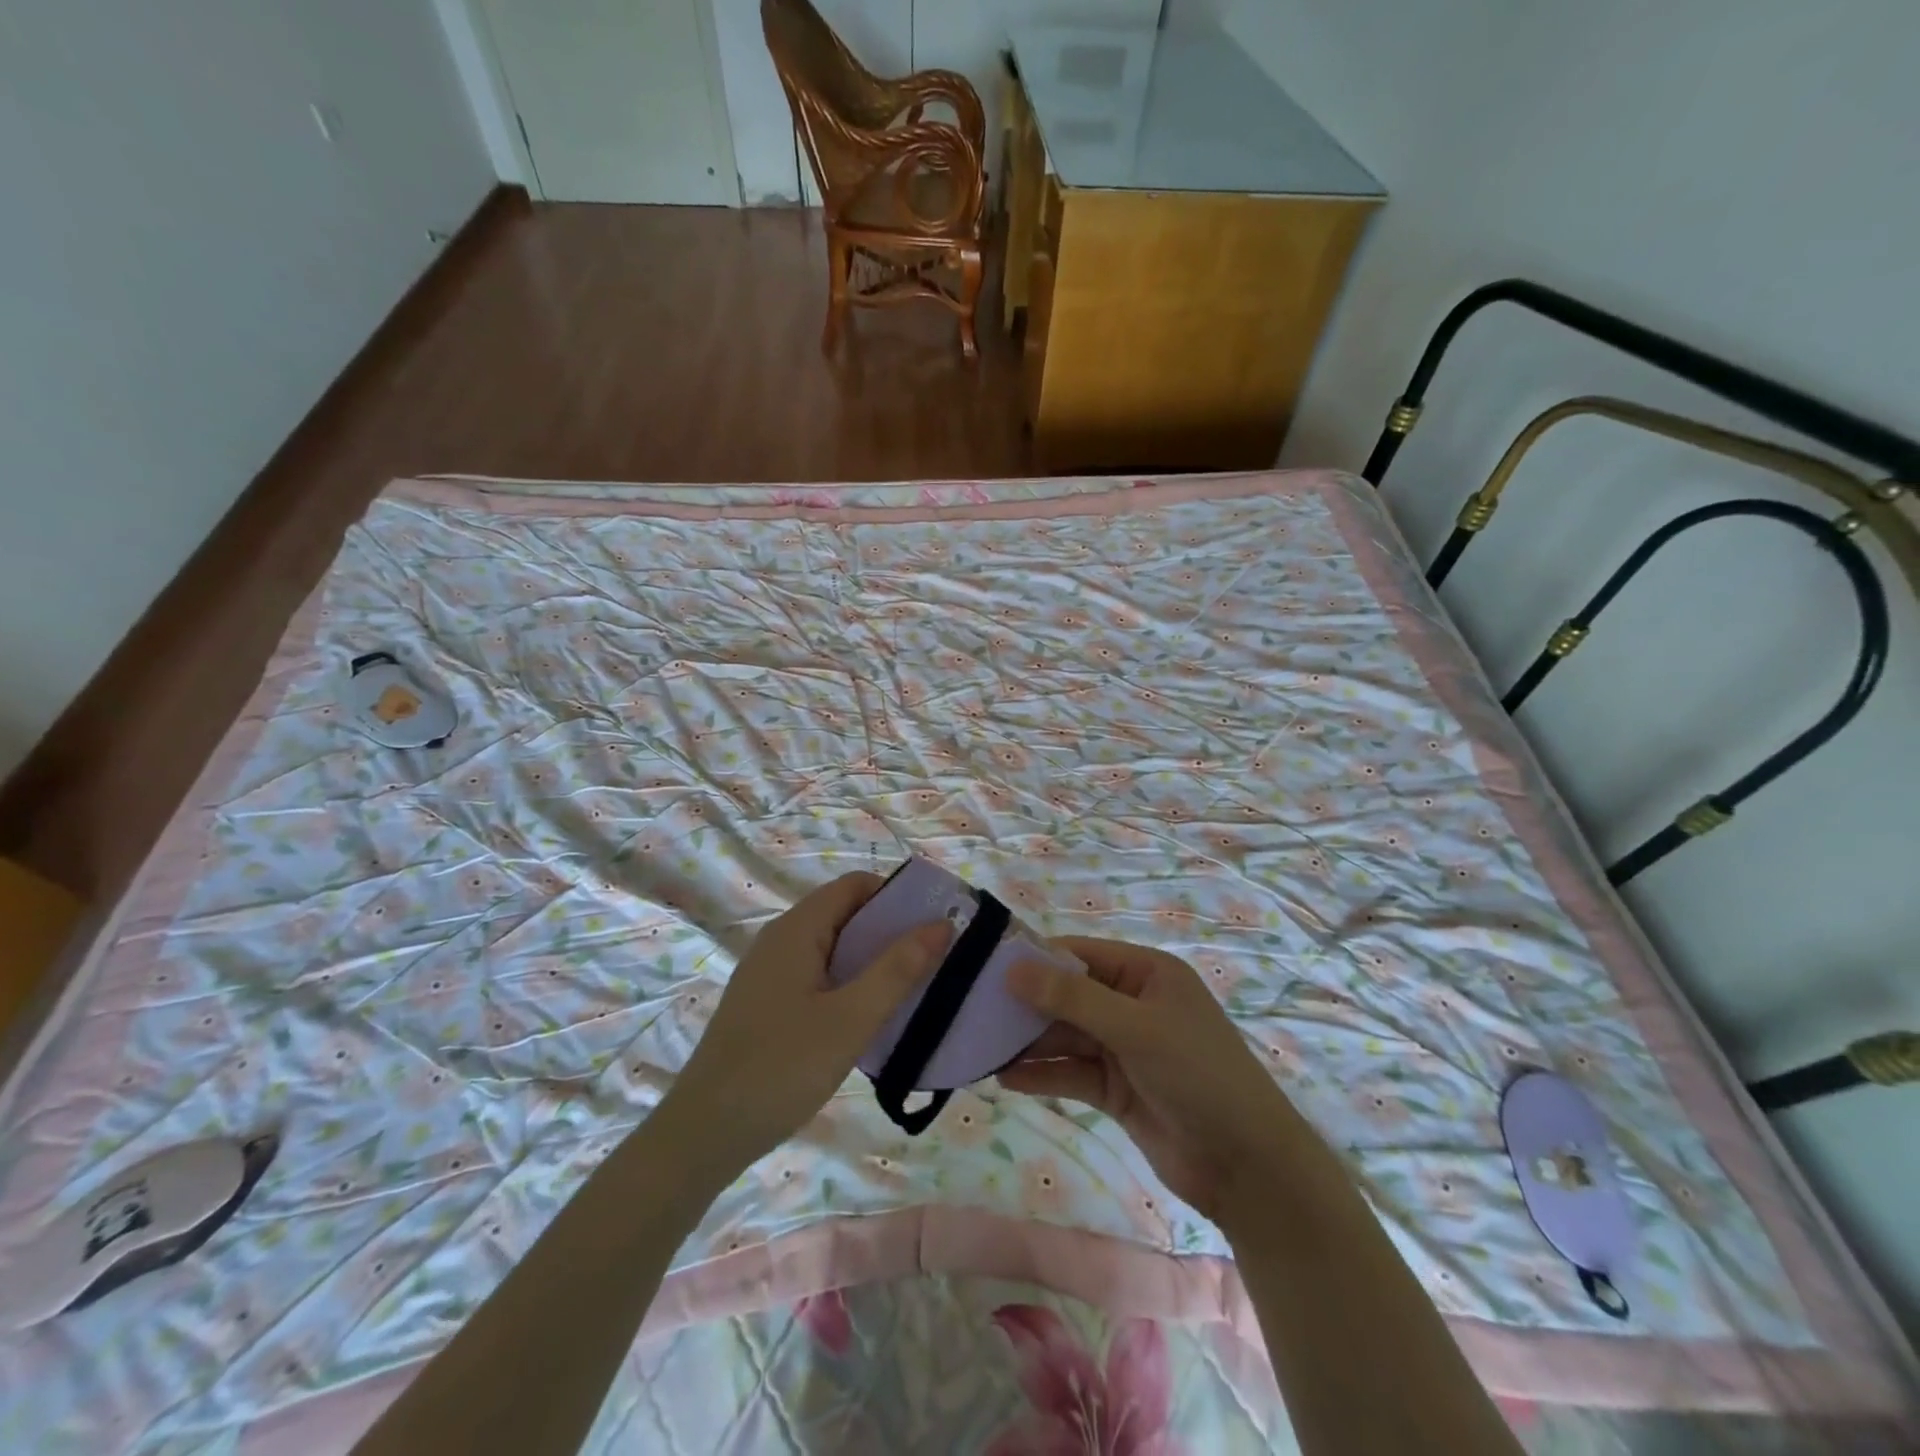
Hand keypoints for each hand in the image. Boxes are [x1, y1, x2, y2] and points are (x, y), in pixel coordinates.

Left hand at [660, 872, 947, 1178]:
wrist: (704, 1134)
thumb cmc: (781, 1068)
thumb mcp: (850, 1019)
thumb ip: (897, 969)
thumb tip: (942, 923)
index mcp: (797, 930)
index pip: (855, 886)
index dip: (897, 896)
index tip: (935, 924)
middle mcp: (780, 940)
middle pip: (844, 914)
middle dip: (890, 930)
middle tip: (934, 959)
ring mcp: (770, 973)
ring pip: (832, 949)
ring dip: (872, 960)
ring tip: (912, 987)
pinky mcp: (767, 1004)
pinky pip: (818, 976)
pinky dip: (849, 983)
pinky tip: (869, 1016)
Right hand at [1000, 938, 1301, 1225]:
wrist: (1246, 1167)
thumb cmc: (1198, 1075)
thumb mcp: (1135, 1028)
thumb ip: (1073, 999)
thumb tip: (1013, 968)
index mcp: (1145, 973)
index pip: (1079, 954)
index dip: (1035, 959)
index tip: (986, 968)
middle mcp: (1131, 1003)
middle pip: (1068, 996)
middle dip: (1026, 1005)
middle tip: (974, 1011)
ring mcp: (1123, 1048)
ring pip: (1066, 1036)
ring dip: (1029, 1043)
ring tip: (980, 1046)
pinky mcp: (1116, 1088)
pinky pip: (1071, 1073)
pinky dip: (1043, 1075)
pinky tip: (1006, 1079)